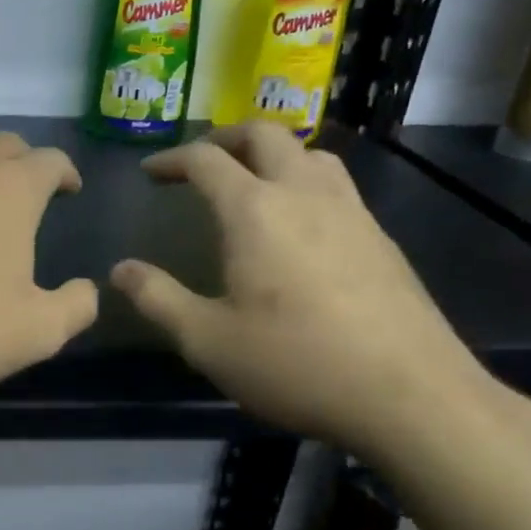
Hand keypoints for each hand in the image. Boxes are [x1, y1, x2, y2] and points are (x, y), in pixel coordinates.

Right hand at [110, 122, 499, 464]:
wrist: (410, 395)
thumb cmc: (296, 363)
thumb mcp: (207, 341)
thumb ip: (157, 299)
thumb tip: (120, 270)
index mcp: (254, 210)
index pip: (205, 160)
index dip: (171, 159)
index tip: (150, 173)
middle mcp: (304, 193)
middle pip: (263, 134)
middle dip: (223, 138)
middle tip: (199, 162)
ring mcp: (350, 210)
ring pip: (308, 152)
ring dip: (271, 153)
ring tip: (250, 181)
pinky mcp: (379, 236)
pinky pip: (335, 183)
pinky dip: (304, 179)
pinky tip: (300, 223)